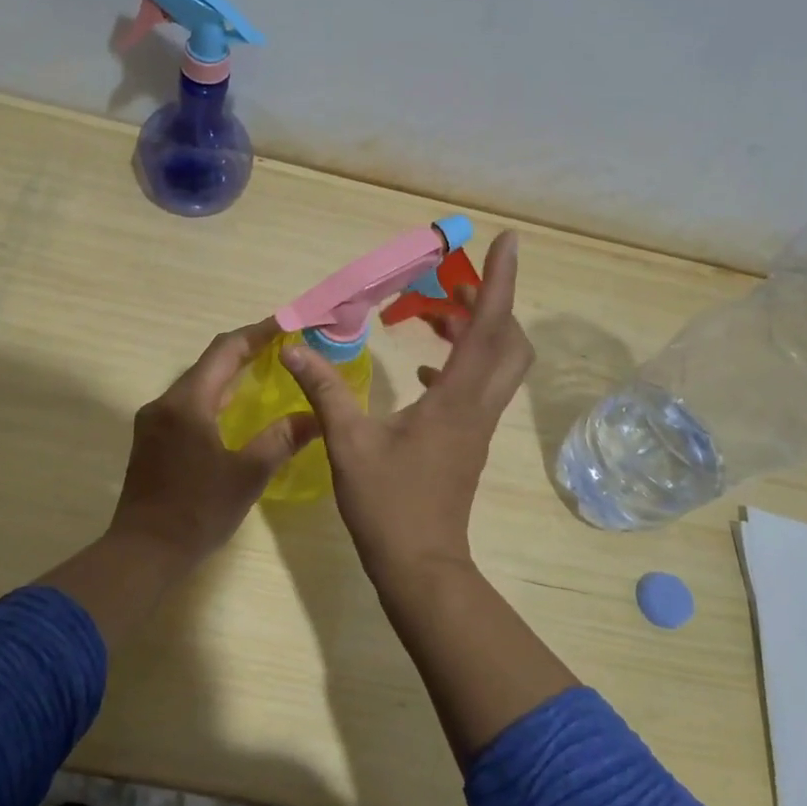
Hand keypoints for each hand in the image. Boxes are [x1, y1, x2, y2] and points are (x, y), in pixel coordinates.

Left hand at [106, 319, 319, 568]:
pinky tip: (234, 410)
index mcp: (188, 403)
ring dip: (228, 374)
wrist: (143, 552)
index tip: (287, 323)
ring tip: (264, 372)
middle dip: (245, 350)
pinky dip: (214, 396)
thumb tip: (315, 416)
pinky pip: (187, 403)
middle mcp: (165, 402)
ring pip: (196, 383)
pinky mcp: (150, 439)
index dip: (257, 333)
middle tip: (282, 347)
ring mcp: (153, 421)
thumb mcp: (247, 475)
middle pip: (209, 362)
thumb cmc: (197, 512)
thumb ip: (281, 439)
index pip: (225, 350)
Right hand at [282, 230, 533, 586]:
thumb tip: (296, 348)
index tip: (509, 239)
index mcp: (455, 399)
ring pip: (498, 365)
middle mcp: (477, 407)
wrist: (420, 566)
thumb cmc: (388, 504)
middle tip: (457, 282)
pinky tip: (424, 370)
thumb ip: (325, 390)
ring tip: (437, 313)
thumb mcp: (348, 443)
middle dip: (494, 303)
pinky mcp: (467, 441)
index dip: (500, 280)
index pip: (488, 327)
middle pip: (509, 342)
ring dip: (478, 332)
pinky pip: (478, 388)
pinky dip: (461, 365)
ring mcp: (476, 426)